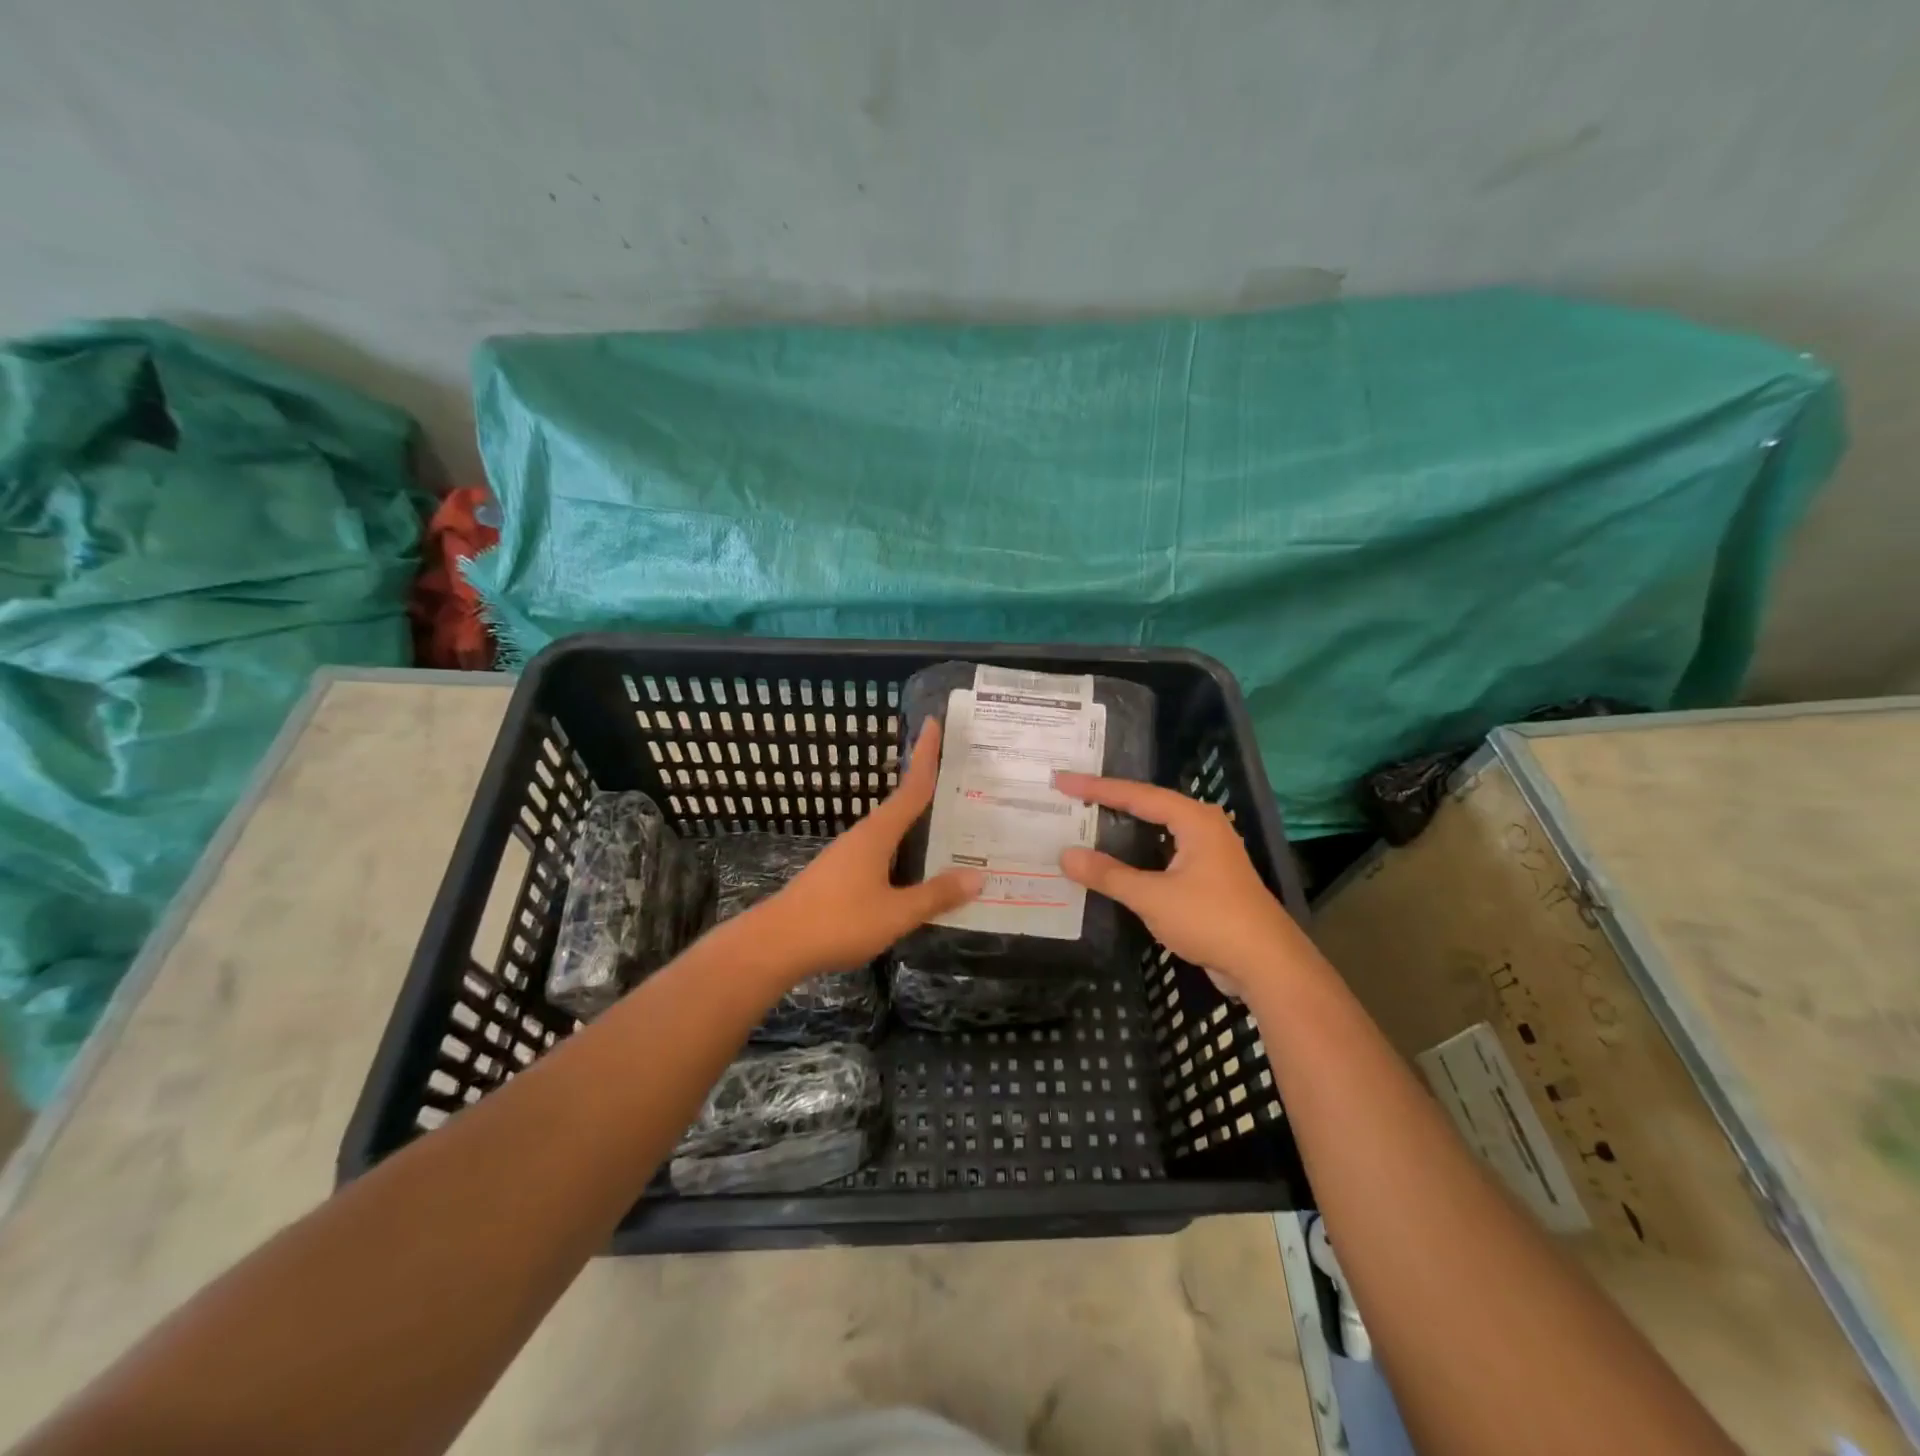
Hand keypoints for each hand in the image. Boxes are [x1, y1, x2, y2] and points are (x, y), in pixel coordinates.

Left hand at [755, 719, 982, 979]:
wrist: (776, 944)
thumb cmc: (839, 921)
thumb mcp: (896, 913)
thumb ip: (936, 894)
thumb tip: (978, 876)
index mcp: (878, 834)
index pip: (912, 787)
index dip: (926, 756)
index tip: (934, 723)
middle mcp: (864, 836)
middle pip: (903, 805)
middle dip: (930, 789)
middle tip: (964, 780)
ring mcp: (848, 856)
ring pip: (893, 832)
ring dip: (918, 825)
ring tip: (951, 827)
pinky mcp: (840, 875)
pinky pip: (882, 853)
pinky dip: (905, 852)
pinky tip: (916, 871)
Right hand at [1052, 773, 1308, 998]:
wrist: (1266, 964)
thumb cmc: (1211, 920)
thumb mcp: (1153, 897)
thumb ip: (1108, 875)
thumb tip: (1066, 855)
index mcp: (1194, 819)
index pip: (1136, 795)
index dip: (1095, 788)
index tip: (1061, 781)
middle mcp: (1203, 827)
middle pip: (1147, 805)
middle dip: (1109, 800)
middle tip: (1071, 794)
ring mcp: (1208, 852)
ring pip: (1157, 830)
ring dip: (1123, 827)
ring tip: (1087, 819)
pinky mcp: (1208, 877)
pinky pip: (1163, 853)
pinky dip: (1137, 852)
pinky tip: (1116, 861)